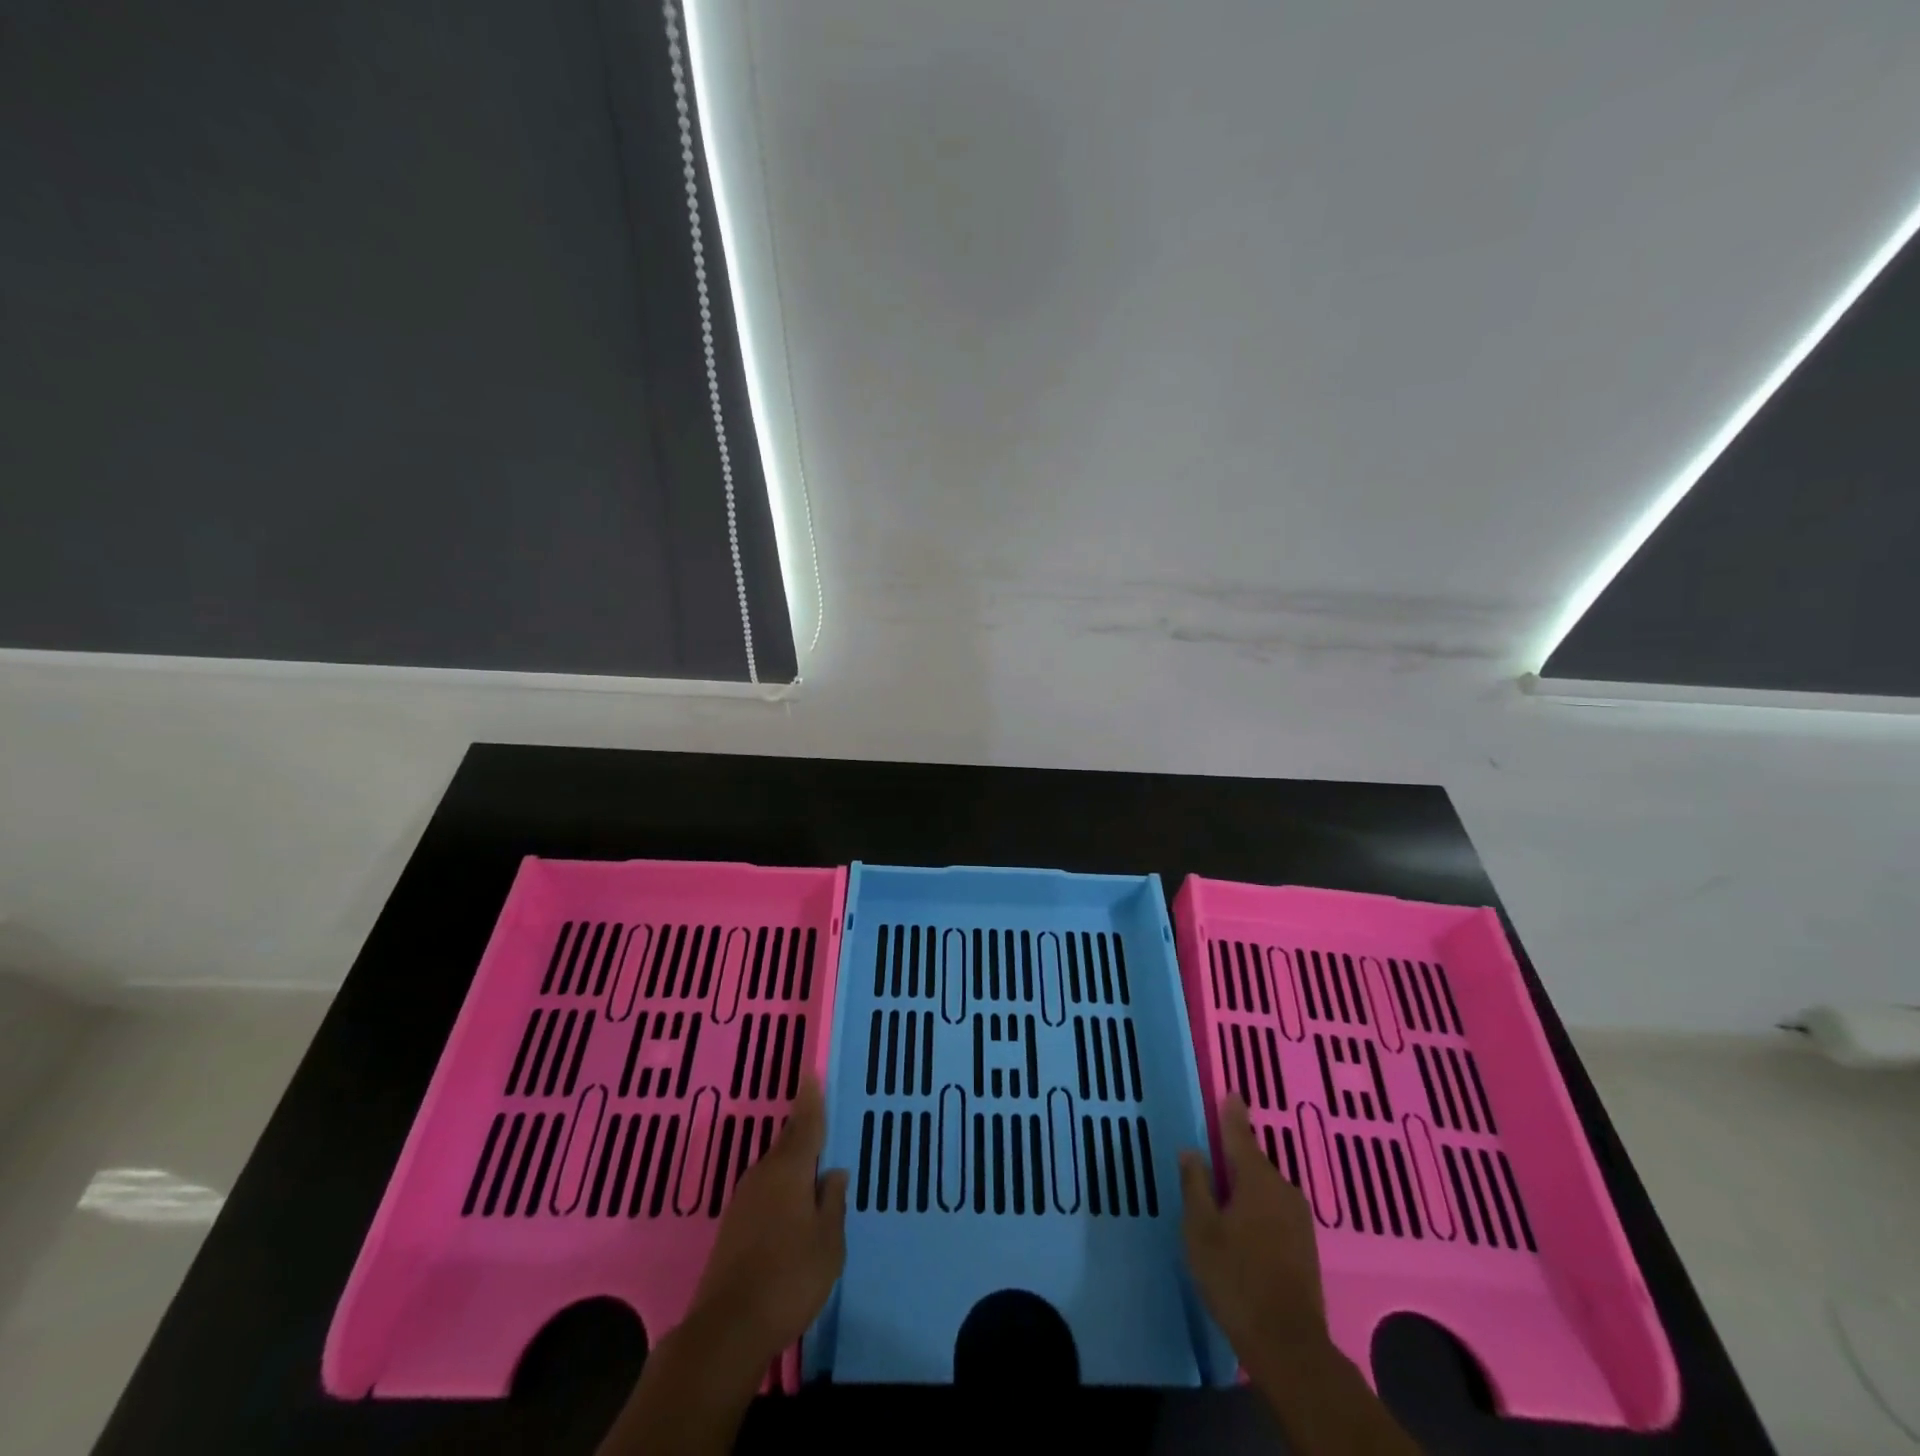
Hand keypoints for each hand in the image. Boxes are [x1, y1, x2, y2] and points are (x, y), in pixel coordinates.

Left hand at [599, 1078, 848, 1455]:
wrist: (727, 1330)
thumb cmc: (789, 1278)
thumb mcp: (829, 1241)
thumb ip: (832, 1202)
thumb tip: (833, 1173)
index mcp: (789, 1171)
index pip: (805, 1125)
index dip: (811, 1100)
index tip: (810, 1072)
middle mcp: (763, 1176)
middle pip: (788, 1144)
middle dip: (803, 1130)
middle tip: (819, 1116)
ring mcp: (743, 1201)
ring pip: (775, 1169)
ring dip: (793, 1163)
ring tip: (812, 1163)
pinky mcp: (733, 1227)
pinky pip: (765, 1191)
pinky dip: (781, 1187)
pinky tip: (791, 1204)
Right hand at [1179, 1093, 1327, 1366]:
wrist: (1288, 1345)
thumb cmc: (1236, 1278)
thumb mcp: (1201, 1230)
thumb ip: (1195, 1185)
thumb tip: (1192, 1151)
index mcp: (1257, 1180)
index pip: (1240, 1136)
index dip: (1232, 1114)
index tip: (1232, 1093)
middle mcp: (1283, 1190)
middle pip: (1254, 1163)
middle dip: (1234, 1157)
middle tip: (1212, 1154)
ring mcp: (1299, 1220)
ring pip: (1265, 1189)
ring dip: (1245, 1186)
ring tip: (1222, 1193)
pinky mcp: (1305, 1246)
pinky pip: (1275, 1210)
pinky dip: (1257, 1207)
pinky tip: (1243, 1224)